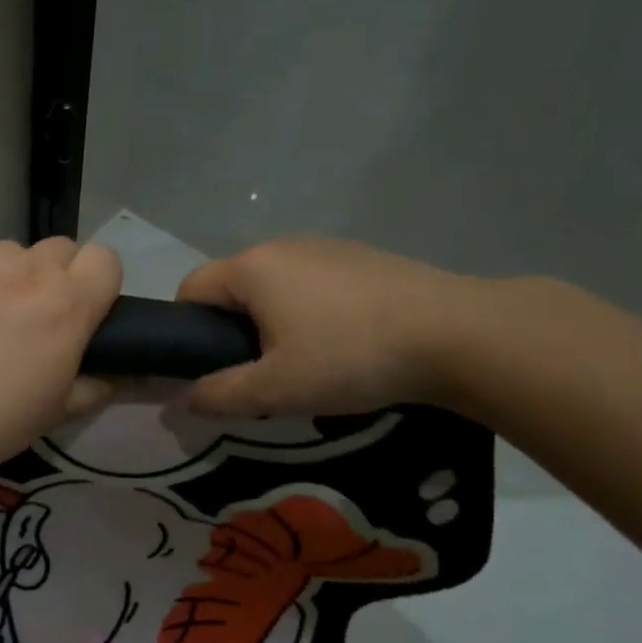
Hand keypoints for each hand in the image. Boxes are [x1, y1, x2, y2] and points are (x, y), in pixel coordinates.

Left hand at [0, 238, 122, 473]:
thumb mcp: (56, 411)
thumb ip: (94, 385)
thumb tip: (118, 375)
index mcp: (69, 304)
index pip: (105, 259)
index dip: (96, 281)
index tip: (82, 308)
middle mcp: (31, 269)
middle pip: (59, 249)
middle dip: (53, 275)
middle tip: (30, 315)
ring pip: (9, 253)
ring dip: (6, 277)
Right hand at [176, 237, 480, 416]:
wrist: (457, 334)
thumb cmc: (350, 357)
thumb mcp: (277, 389)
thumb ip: (220, 394)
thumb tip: (184, 397)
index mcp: (251, 268)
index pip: (190, 289)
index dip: (186, 330)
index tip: (209, 368)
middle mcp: (281, 245)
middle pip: (233, 287)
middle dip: (233, 330)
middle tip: (260, 375)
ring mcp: (326, 246)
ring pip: (276, 286)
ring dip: (274, 321)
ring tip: (307, 362)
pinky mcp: (363, 257)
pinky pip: (314, 283)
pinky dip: (312, 311)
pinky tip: (346, 343)